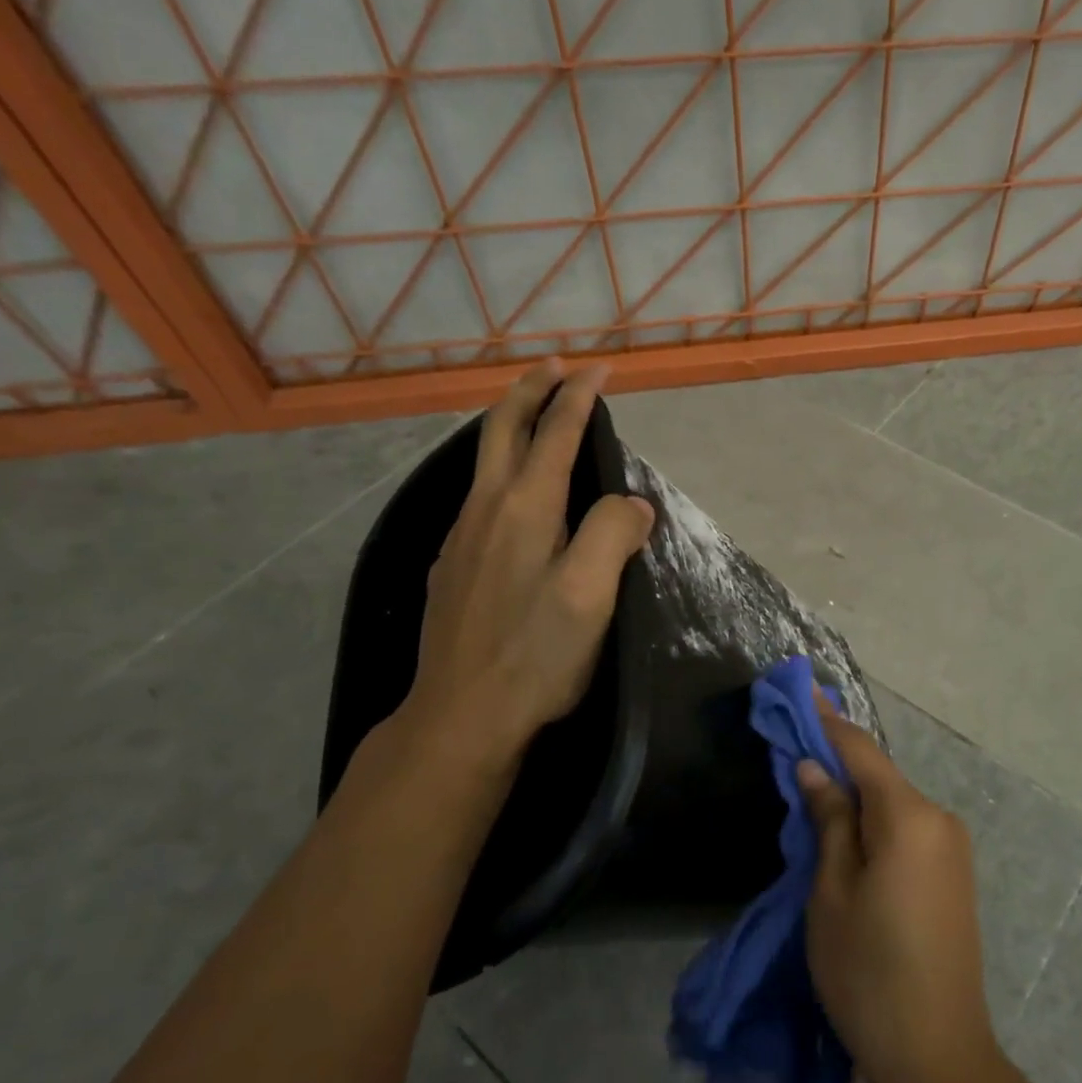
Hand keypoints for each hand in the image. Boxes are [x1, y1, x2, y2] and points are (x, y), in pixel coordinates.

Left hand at [395, 360, 653, 767]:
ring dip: (510, 425)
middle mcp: (485, 509)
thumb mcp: (591, 594)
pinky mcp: (451, 566)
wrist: (461, 716)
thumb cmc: (536, 654)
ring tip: (534, 416)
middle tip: (554, 366)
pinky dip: (499, 468)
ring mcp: (461, 537)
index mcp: (524, 508)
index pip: (555, 432)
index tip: (598, 368)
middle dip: (530, 390)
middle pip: (502, 429)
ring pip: (483, 461)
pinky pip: (477, 495)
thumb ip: (613, 533)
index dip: (578, 396)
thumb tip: (630, 504)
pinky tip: (510, 493)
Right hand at [797, 701, 1000, 1082]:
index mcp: (909, 816)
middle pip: (878, 775)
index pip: (860, 750)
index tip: (801, 688)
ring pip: (892, 802)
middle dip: (836, 761)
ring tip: (811, 795)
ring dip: (854, 795)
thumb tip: (814, 768)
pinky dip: (874, 820)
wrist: (939, 1058)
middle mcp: (939, 818)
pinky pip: (906, 827)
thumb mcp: (832, 893)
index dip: (827, 720)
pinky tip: (847, 833)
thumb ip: (828, 820)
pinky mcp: (953, 873)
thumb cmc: (869, 973)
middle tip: (792, 750)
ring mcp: (952, 846)